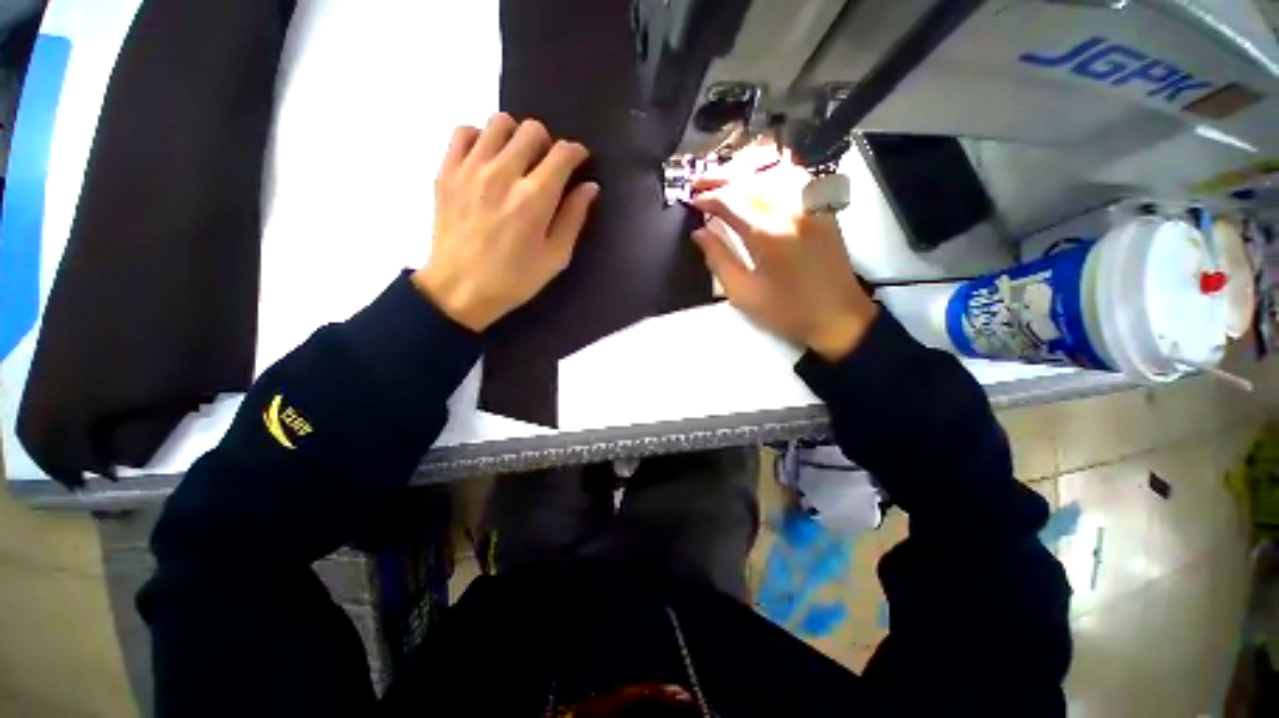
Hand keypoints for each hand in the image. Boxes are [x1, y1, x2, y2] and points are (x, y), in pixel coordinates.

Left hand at [413, 113, 599, 330]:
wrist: (460, 290)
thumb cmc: (515, 279)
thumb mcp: (556, 257)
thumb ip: (574, 218)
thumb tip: (589, 187)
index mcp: (534, 198)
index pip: (562, 153)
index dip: (576, 152)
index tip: (578, 161)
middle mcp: (503, 174)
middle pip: (532, 129)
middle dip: (547, 144)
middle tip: (547, 166)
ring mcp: (470, 169)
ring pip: (499, 122)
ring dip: (515, 137)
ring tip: (517, 161)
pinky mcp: (446, 171)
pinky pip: (464, 132)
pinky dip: (480, 138)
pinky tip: (487, 160)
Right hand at [691, 166, 877, 360]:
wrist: (839, 316)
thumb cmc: (787, 311)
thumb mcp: (744, 294)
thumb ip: (718, 259)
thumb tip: (699, 233)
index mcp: (769, 234)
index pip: (731, 200)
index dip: (708, 197)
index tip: (692, 201)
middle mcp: (792, 209)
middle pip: (750, 179)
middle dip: (720, 178)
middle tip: (699, 183)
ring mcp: (812, 203)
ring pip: (773, 169)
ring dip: (744, 171)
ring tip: (723, 178)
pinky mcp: (823, 206)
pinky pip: (795, 174)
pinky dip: (772, 170)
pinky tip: (759, 177)